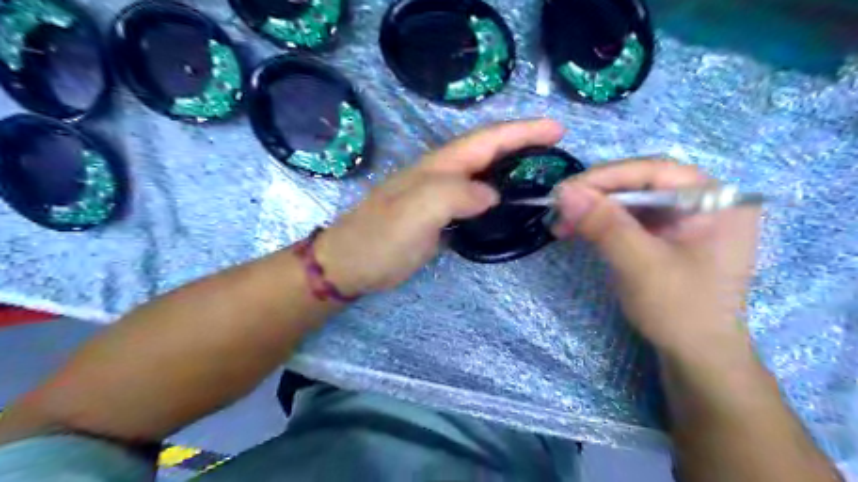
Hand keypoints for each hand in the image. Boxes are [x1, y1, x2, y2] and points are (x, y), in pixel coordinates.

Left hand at [313, 119, 563, 294]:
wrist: (350, 264)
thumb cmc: (380, 238)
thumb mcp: (415, 212)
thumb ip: (455, 195)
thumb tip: (491, 196)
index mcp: (439, 167)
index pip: (487, 140)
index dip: (522, 131)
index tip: (557, 130)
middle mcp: (443, 175)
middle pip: (488, 151)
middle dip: (523, 144)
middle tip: (558, 148)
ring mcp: (441, 197)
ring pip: (484, 175)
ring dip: (513, 168)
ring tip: (543, 172)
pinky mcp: (440, 219)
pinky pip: (476, 200)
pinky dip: (497, 197)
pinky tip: (510, 205)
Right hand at [556, 158, 763, 360]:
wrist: (696, 357)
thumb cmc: (680, 311)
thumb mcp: (640, 265)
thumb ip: (604, 225)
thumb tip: (563, 192)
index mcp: (715, 200)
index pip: (654, 171)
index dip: (606, 177)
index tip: (565, 190)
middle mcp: (703, 201)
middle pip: (640, 183)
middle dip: (596, 195)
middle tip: (559, 208)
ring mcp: (684, 218)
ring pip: (630, 200)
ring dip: (593, 210)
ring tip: (561, 223)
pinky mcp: (667, 235)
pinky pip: (629, 218)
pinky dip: (601, 223)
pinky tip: (578, 230)